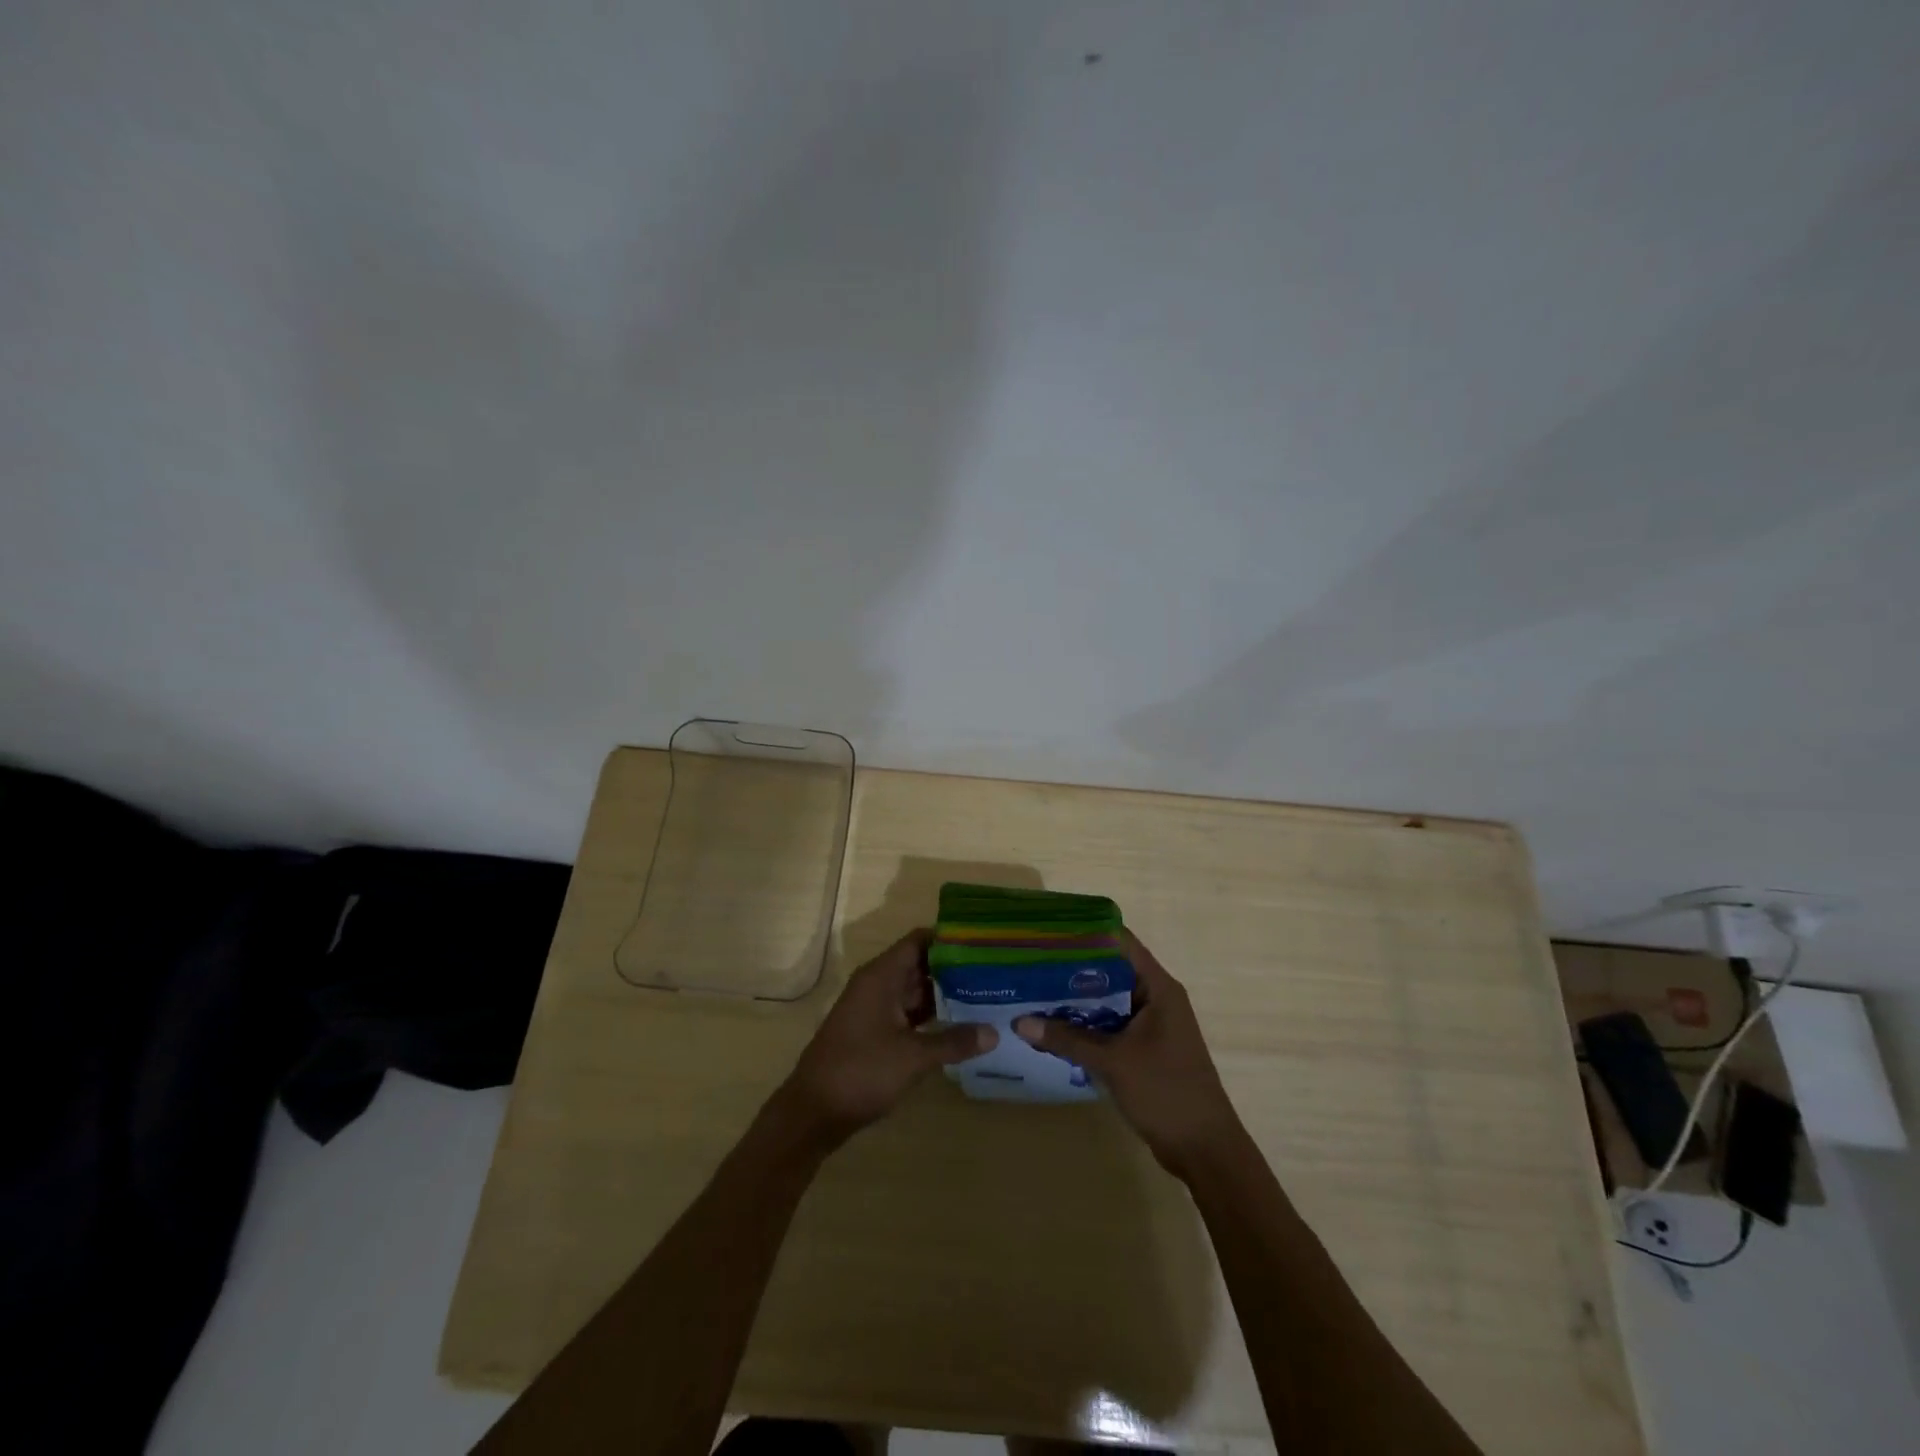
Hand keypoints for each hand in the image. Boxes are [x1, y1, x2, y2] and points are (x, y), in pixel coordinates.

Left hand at [777, 930, 995, 1146]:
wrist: (813, 1112)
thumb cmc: (861, 1071)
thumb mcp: (912, 1057)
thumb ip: (954, 1041)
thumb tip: (994, 1033)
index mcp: (881, 976)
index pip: (919, 941)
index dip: (949, 938)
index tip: (983, 940)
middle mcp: (877, 985)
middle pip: (920, 965)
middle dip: (954, 968)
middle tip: (995, 970)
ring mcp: (875, 1009)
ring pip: (915, 991)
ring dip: (945, 994)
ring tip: (986, 994)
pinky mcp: (875, 1033)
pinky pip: (909, 1014)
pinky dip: (932, 1017)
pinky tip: (960, 1026)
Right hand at [1014, 929, 1241, 1178]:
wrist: (1205, 1150)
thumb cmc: (1165, 1092)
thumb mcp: (1112, 1061)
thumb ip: (1067, 1039)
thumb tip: (1020, 1022)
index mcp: (1158, 987)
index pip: (1120, 942)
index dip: (1086, 932)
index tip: (1048, 930)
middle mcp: (1155, 998)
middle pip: (1109, 970)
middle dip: (1071, 968)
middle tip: (1029, 963)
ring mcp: (1150, 1025)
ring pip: (1106, 1000)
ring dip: (1075, 1000)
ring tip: (1031, 991)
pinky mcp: (1144, 1049)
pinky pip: (1109, 1025)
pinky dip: (1084, 1025)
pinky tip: (1052, 1028)